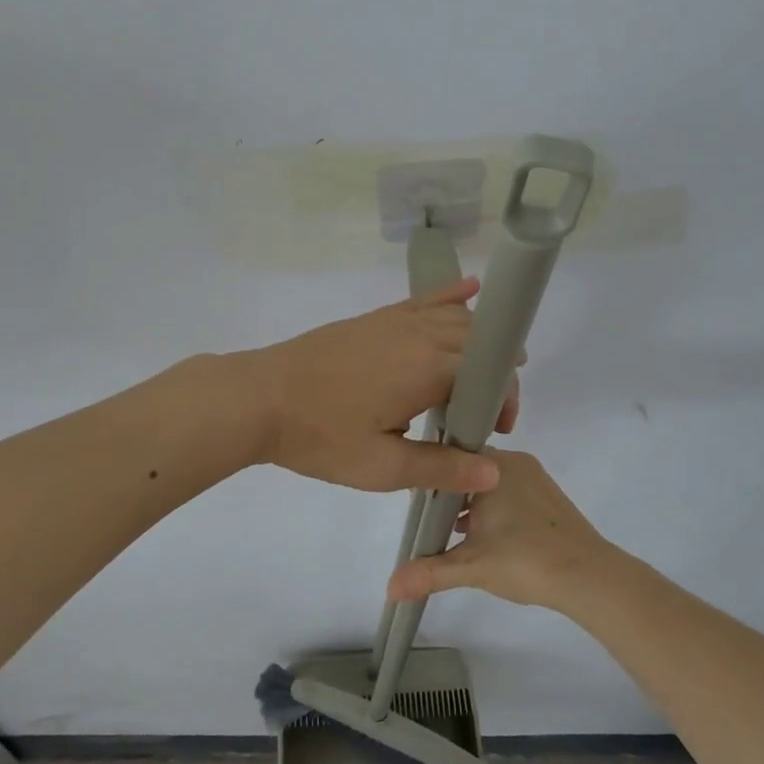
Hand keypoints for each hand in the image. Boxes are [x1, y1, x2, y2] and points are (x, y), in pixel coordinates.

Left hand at [242, 278, 516, 493]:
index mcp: (428, 370)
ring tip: (485, 370)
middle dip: (496, 373)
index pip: (491, 372)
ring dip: (479, 341)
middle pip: (478, 341)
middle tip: (488, 413)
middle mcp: (420, 335)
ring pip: (456, 318)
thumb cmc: (320, 436)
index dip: (504, 398)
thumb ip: (441, 467)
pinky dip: (451, 296)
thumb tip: (494, 474)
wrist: (259, 398)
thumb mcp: (381, 466)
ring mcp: (395, 321)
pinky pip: (424, 300)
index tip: (496, 430)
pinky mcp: (375, 318)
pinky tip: (470, 289)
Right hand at [386, 448, 611, 610]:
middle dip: (450, 496)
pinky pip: (510, 493)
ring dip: (473, 505)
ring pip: (490, 483)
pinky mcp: (549, 496)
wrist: (590, 578)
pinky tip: (489, 540)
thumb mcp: (471, 566)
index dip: (430, 479)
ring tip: (457, 536)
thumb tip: (390, 588)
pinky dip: (495, 510)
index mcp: (494, 465)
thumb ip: (429, 572)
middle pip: (469, 471)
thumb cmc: (526, 560)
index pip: (449, 458)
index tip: (416, 505)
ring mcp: (536, 478)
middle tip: (433, 525)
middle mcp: (515, 462)